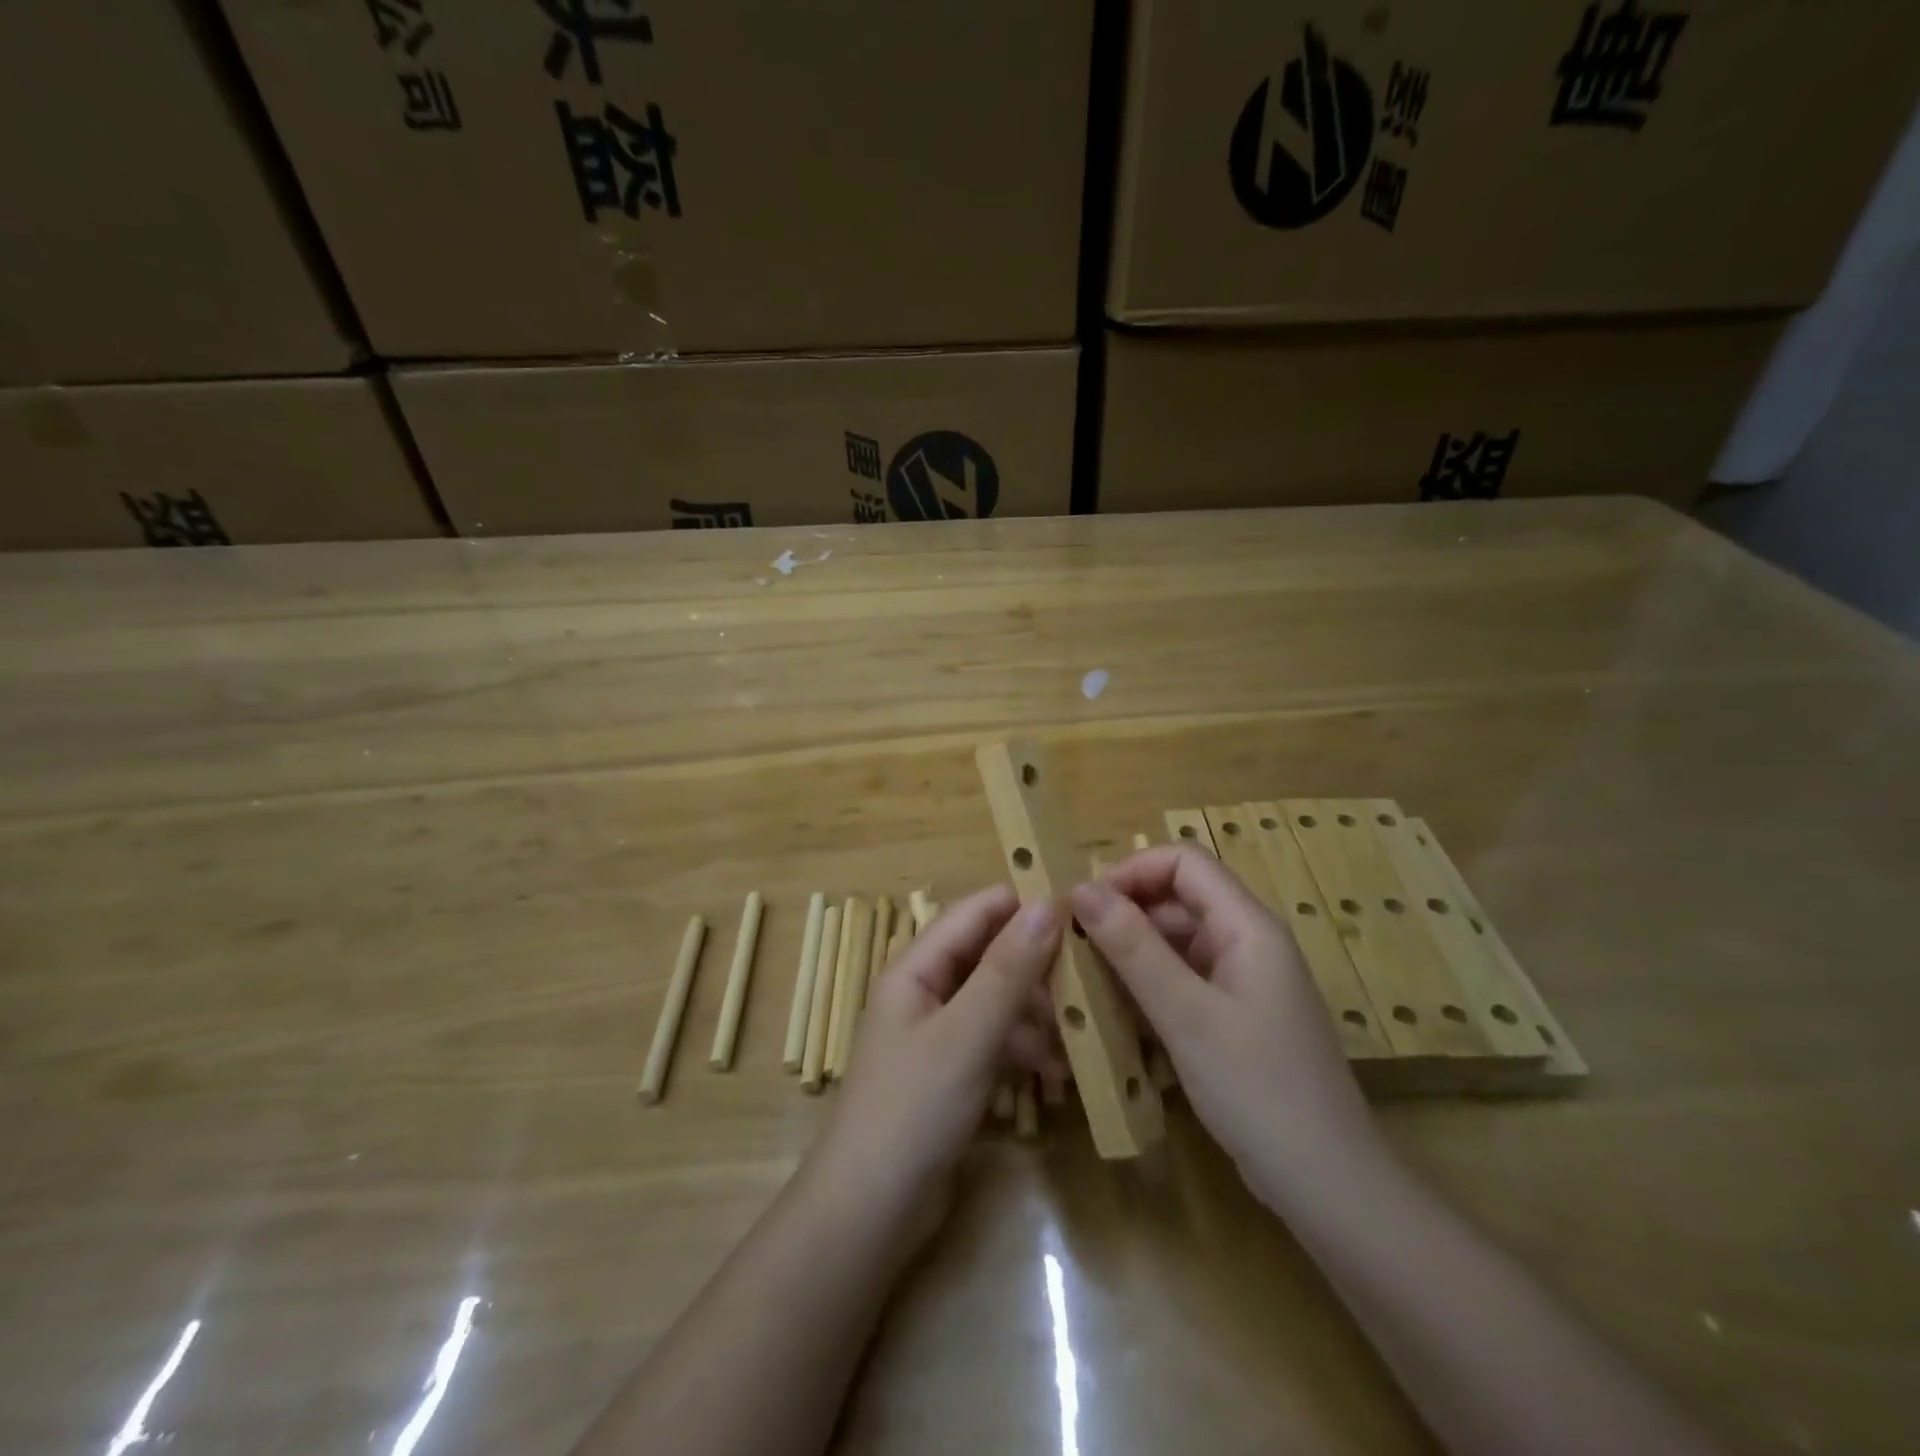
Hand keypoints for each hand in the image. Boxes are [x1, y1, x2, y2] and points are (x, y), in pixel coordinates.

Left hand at [805, 886, 1064, 1245]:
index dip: (1022, 905)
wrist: (871, 1212)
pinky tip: (1056, 1075)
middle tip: (1091, 981)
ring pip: (997, 1000)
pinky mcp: (951, 1071)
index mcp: (916, 968)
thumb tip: (1046, 905)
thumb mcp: (967, 1035)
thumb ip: (1008, 970)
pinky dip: (1024, 1050)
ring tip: (1078, 1038)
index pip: (974, 912)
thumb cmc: (914, 1109)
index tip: (1080, 911)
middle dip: (1037, 967)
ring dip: (1037, 1015)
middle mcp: (925, 991)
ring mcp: (938, 1033)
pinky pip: (995, 1041)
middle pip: (989, 956)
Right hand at [1069, 847, 1375, 1199]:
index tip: (1084, 906)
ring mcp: (1243, 980)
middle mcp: (1247, 941)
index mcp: (1247, 925)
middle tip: (1072, 947)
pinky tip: (1115, 1013)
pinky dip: (1148, 986)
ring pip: (1176, 940)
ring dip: (1130, 952)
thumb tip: (1081, 888)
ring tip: (1083, 980)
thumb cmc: (1258, 1090)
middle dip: (1123, 913)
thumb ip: (1133, 948)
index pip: (1184, 861)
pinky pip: (1183, 978)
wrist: (1328, 1185)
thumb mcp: (1185, 1015)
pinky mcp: (1235, 1015)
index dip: (1131, 871)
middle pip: (1178, 898)